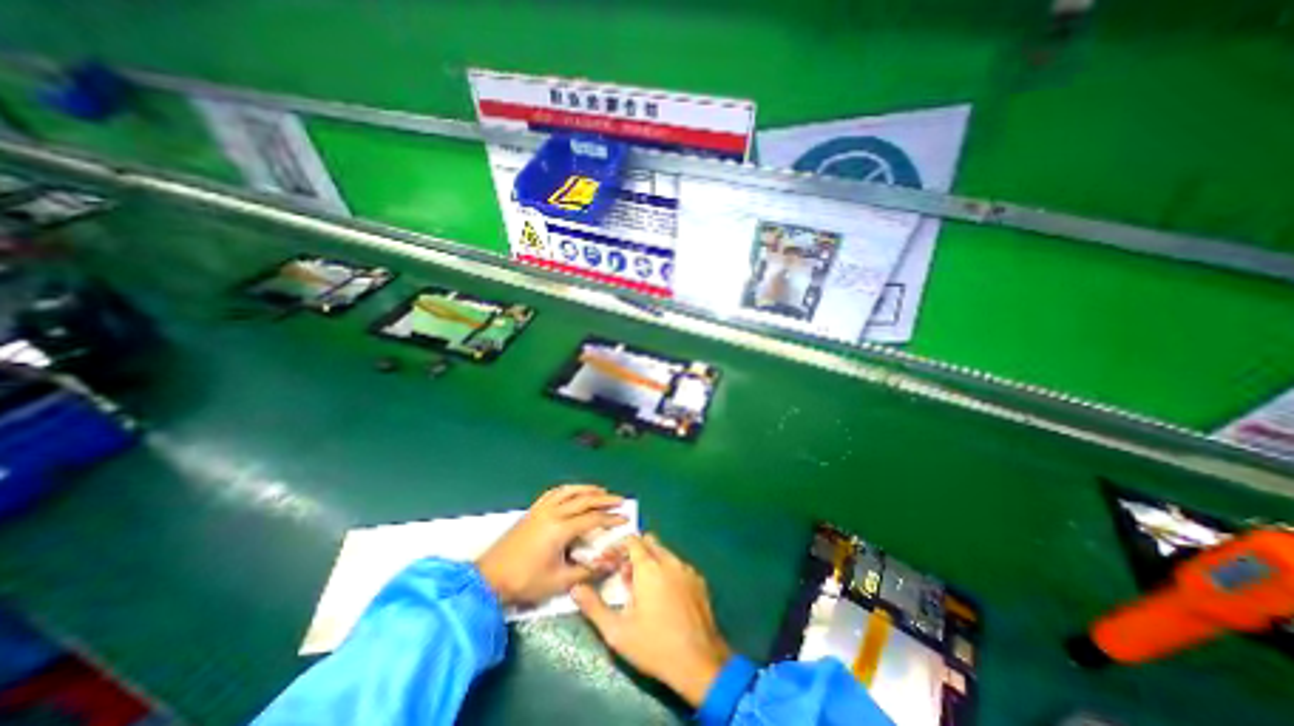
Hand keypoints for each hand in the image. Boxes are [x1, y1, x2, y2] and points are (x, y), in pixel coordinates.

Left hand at [477, 488, 628, 607]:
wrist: (489, 578)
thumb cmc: (525, 581)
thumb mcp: (559, 582)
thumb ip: (587, 571)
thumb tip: (610, 563)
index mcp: (561, 529)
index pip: (593, 519)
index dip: (610, 518)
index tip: (625, 518)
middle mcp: (553, 512)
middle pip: (584, 499)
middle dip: (604, 499)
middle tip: (620, 500)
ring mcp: (542, 509)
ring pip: (570, 491)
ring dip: (587, 489)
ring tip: (601, 490)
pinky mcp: (533, 510)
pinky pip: (555, 492)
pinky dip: (569, 489)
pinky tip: (573, 491)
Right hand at [571, 530, 732, 704]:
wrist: (699, 662)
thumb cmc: (654, 646)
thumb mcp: (617, 632)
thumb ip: (593, 607)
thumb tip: (575, 588)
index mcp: (649, 567)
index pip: (632, 540)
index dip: (618, 547)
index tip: (609, 561)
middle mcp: (669, 561)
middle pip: (649, 542)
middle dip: (634, 552)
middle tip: (624, 575)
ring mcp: (687, 569)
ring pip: (665, 553)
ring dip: (651, 562)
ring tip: (643, 590)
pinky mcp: (699, 580)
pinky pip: (679, 566)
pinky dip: (667, 572)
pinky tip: (665, 597)